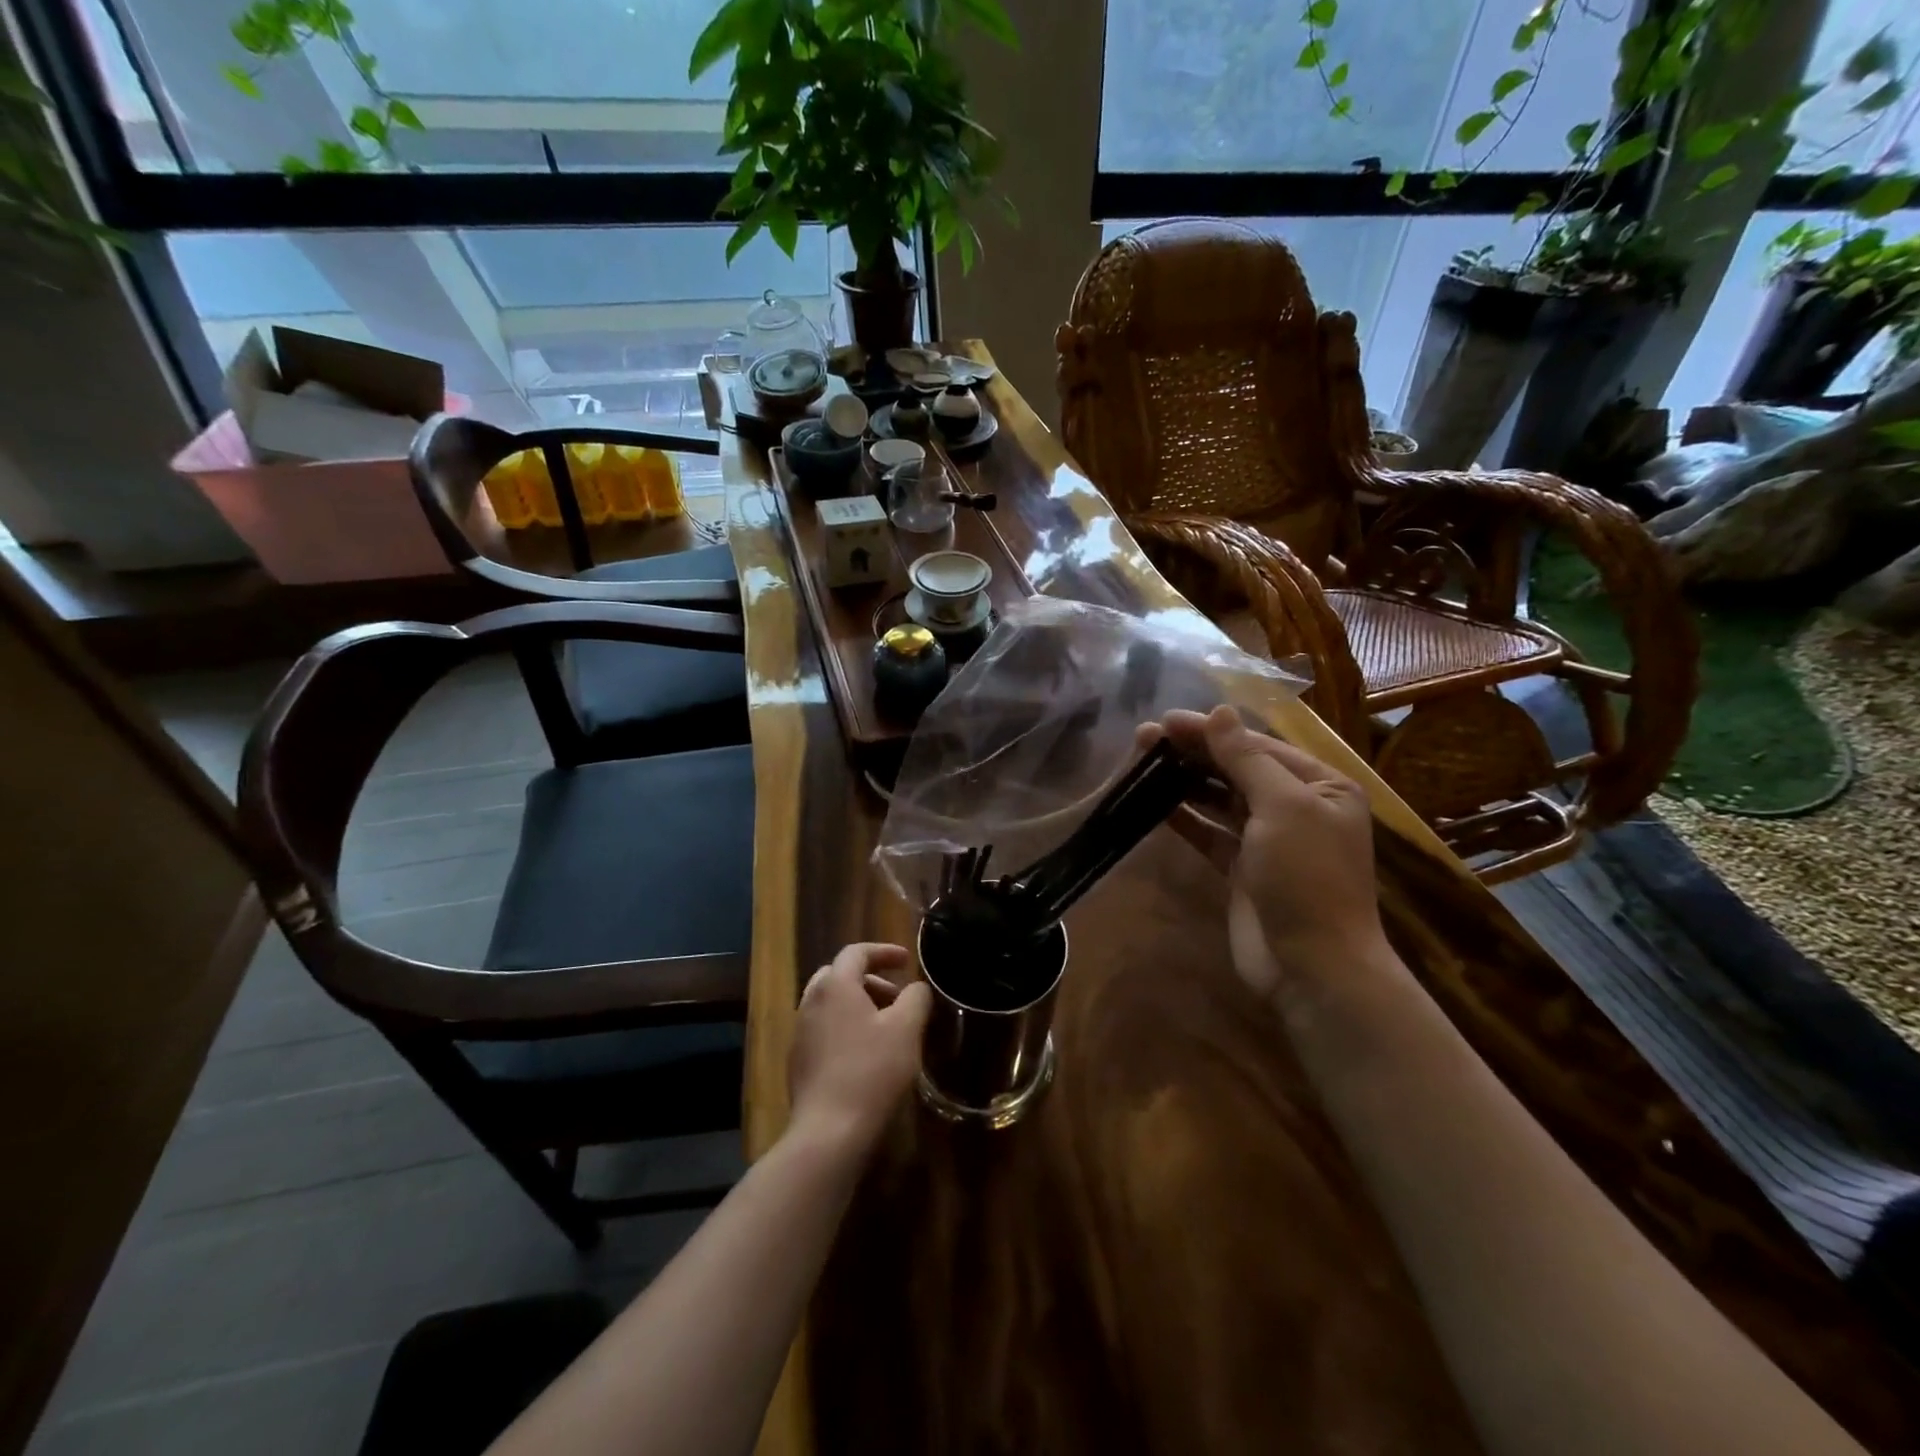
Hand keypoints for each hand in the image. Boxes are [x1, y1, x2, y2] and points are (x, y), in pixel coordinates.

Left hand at [787, 943, 931, 1153]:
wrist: (828, 1131)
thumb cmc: (872, 1071)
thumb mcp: (906, 1029)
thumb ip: (916, 998)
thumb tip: (917, 987)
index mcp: (835, 985)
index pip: (857, 952)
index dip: (884, 952)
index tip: (906, 960)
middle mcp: (811, 1001)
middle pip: (839, 975)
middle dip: (870, 979)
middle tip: (897, 996)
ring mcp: (800, 1032)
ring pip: (830, 1003)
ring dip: (858, 1004)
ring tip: (885, 1026)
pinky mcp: (798, 1061)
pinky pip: (823, 1029)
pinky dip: (845, 1027)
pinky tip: (865, 1054)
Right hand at [1149, 706, 1386, 1002]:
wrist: (1313, 967)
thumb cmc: (1307, 878)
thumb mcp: (1283, 808)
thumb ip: (1247, 759)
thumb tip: (1221, 712)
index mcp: (1321, 785)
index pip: (1258, 746)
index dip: (1211, 731)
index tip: (1166, 720)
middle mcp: (1298, 807)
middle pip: (1237, 769)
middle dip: (1194, 752)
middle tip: (1146, 737)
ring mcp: (1269, 840)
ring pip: (1221, 799)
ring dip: (1185, 780)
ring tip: (1144, 762)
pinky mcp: (1242, 869)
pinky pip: (1210, 832)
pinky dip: (1186, 817)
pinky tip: (1156, 802)